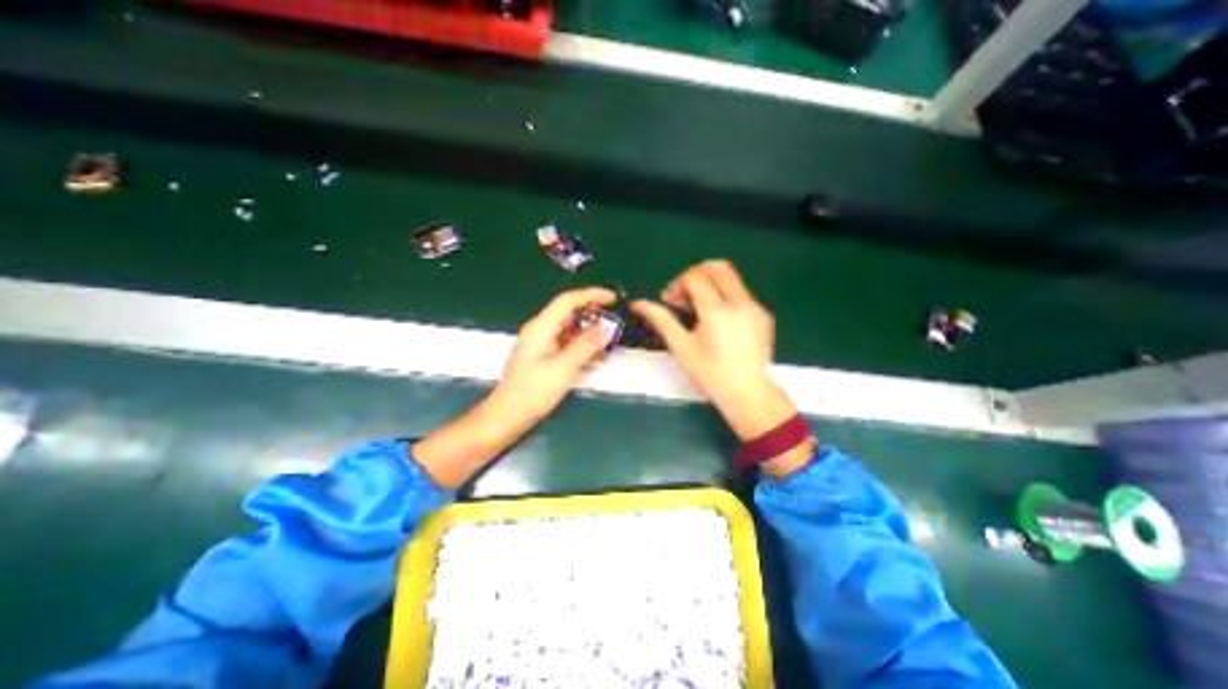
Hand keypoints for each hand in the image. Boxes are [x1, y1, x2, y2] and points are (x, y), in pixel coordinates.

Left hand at [413, 286, 617, 489]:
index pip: (568, 300)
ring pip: (569, 327)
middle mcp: (540, 330)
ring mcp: (541, 342)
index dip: (591, 295)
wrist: (508, 415)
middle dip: (593, 313)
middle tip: (614, 321)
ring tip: (608, 339)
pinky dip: (582, 344)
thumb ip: (586, 346)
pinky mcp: (544, 354)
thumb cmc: (532, 392)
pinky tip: (595, 354)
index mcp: (541, 328)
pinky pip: (566, 341)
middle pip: (569, 312)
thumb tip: (607, 327)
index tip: (612, 297)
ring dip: (589, 330)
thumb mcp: (563, 368)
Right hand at [632, 260, 796, 444]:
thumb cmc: (711, 374)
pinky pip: (740, 293)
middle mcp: (740, 302)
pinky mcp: (763, 314)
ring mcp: (755, 307)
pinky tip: (717, 320)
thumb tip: (639, 304)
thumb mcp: (681, 347)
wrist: (749, 394)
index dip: (677, 284)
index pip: (695, 277)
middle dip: (695, 274)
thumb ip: (661, 320)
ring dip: (710, 284)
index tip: (669, 302)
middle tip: (683, 295)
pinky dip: (724, 295)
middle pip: (717, 267)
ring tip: (698, 309)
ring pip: (731, 278)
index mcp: (717, 311)